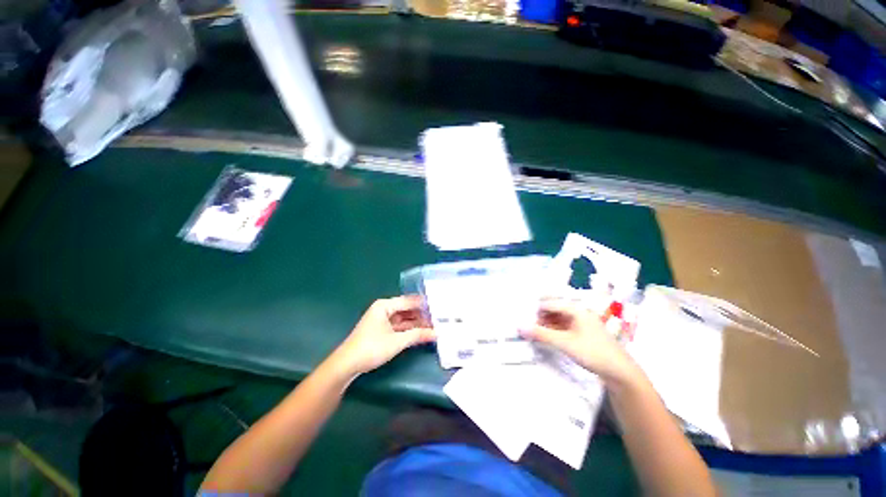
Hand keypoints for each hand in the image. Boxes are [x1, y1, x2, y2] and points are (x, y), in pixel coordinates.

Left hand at [332, 295, 435, 376]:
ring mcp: (382, 320)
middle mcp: (384, 309)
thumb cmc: (371, 348)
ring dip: (416, 323)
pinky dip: (409, 329)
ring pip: (403, 319)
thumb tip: (437, 333)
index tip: (439, 307)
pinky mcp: (381, 330)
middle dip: (421, 315)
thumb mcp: (397, 341)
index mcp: (385, 305)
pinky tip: (421, 333)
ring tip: (434, 326)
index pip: (409, 301)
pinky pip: (399, 326)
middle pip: (406, 309)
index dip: (424, 305)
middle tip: (439, 318)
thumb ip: (418, 335)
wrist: (346, 365)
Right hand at [521, 299, 642, 386]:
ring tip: (532, 333)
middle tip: (525, 326)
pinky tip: (544, 338)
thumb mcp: (565, 343)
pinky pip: (562, 327)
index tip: (521, 318)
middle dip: (538, 316)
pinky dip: (552, 331)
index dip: (534, 310)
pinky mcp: (581, 333)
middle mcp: (578, 312)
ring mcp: (580, 323)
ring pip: (557, 319)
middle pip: (553, 310)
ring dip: (544, 324)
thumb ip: (541, 334)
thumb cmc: (593, 352)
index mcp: (575, 309)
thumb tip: (519, 326)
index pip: (549, 303)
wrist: (621, 373)